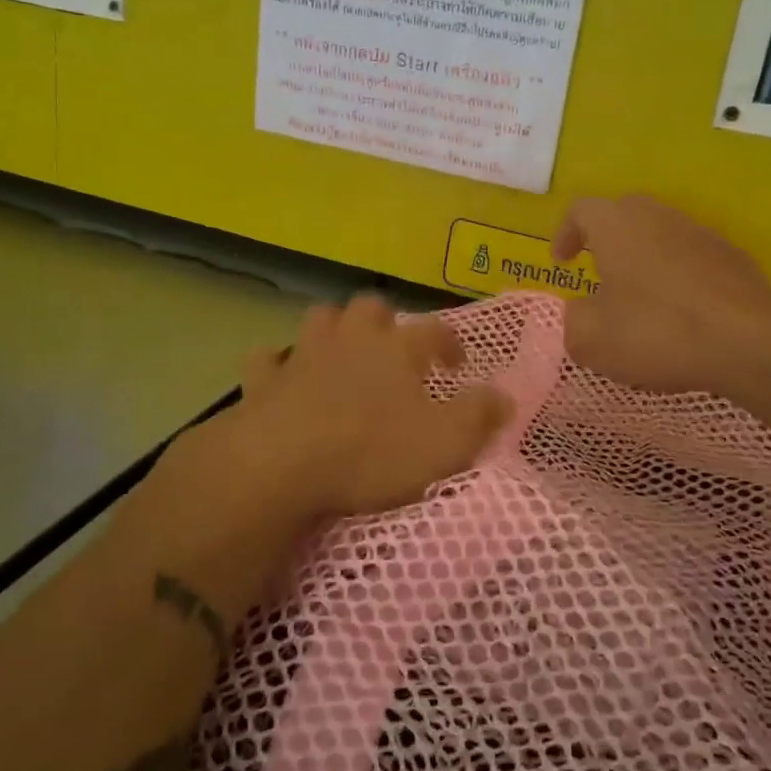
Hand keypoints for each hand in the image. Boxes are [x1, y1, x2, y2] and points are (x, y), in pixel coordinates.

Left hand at [183, 294, 512, 530]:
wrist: (281, 464)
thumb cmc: (371, 452)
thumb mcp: (445, 443)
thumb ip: (479, 416)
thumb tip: (506, 395)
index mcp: (397, 350)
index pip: (433, 330)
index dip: (449, 341)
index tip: (456, 362)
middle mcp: (352, 339)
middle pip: (370, 306)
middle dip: (385, 320)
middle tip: (394, 348)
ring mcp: (304, 355)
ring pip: (321, 318)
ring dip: (334, 328)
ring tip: (344, 351)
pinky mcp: (264, 380)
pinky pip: (269, 358)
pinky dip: (279, 363)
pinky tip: (284, 376)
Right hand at [552, 195, 770, 399]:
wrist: (750, 343)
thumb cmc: (657, 331)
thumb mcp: (591, 339)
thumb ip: (572, 320)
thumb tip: (579, 312)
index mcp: (616, 225)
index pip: (581, 210)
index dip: (565, 233)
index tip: (561, 261)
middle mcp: (657, 216)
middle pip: (622, 214)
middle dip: (604, 239)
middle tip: (596, 272)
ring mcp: (699, 233)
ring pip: (659, 233)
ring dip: (642, 257)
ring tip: (637, 296)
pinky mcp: (732, 256)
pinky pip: (690, 256)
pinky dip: (676, 274)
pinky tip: (679, 311)